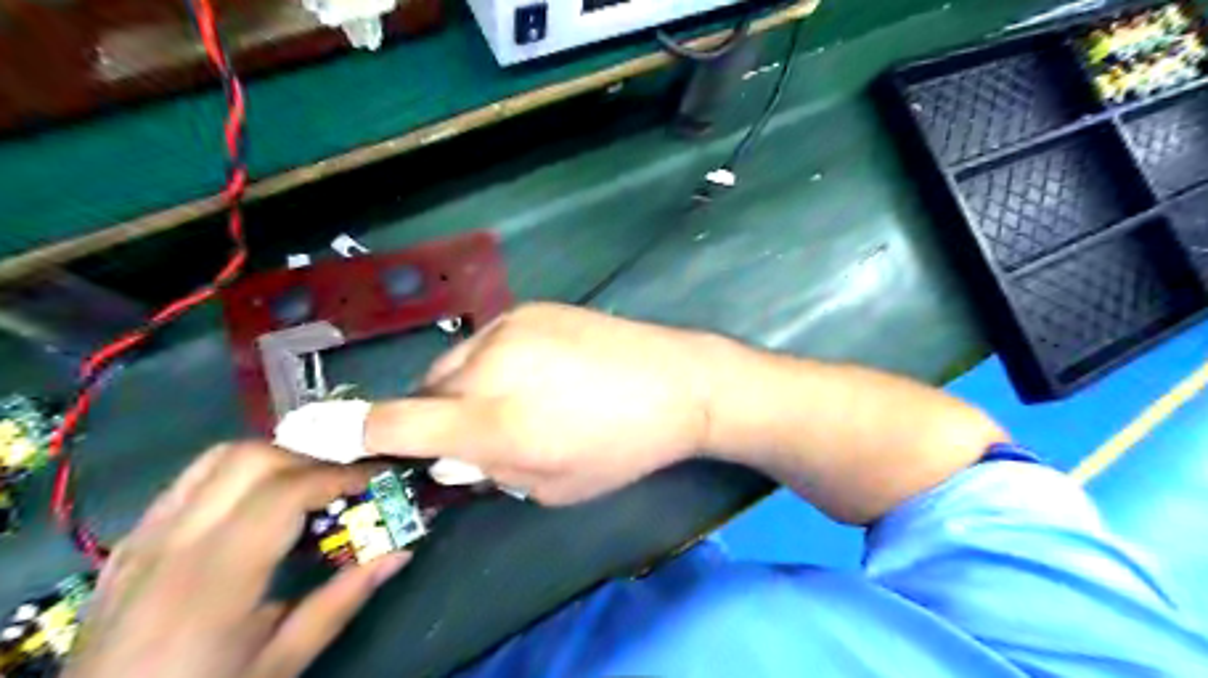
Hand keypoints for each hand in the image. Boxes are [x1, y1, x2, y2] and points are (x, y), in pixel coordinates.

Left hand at [66, 443, 406, 677]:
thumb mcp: (281, 663)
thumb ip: (342, 601)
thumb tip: (400, 552)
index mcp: (214, 582)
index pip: (286, 492)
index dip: (340, 475)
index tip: (378, 477)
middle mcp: (173, 546)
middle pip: (250, 459)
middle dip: (310, 457)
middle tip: (345, 480)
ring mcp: (143, 539)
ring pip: (216, 459)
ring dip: (273, 458)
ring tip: (307, 483)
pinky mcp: (130, 543)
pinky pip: (188, 482)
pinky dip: (235, 473)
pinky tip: (258, 500)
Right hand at [362, 305, 719, 505]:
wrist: (678, 380)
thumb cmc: (621, 446)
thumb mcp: (555, 486)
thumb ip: (492, 472)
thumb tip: (450, 457)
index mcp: (495, 424)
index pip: (399, 424)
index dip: (345, 430)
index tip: (300, 429)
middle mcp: (489, 367)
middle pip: (427, 392)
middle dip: (438, 417)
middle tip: (480, 432)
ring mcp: (508, 328)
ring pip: (455, 364)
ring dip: (467, 388)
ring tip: (519, 398)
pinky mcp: (529, 307)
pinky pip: (486, 341)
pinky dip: (494, 361)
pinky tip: (540, 370)